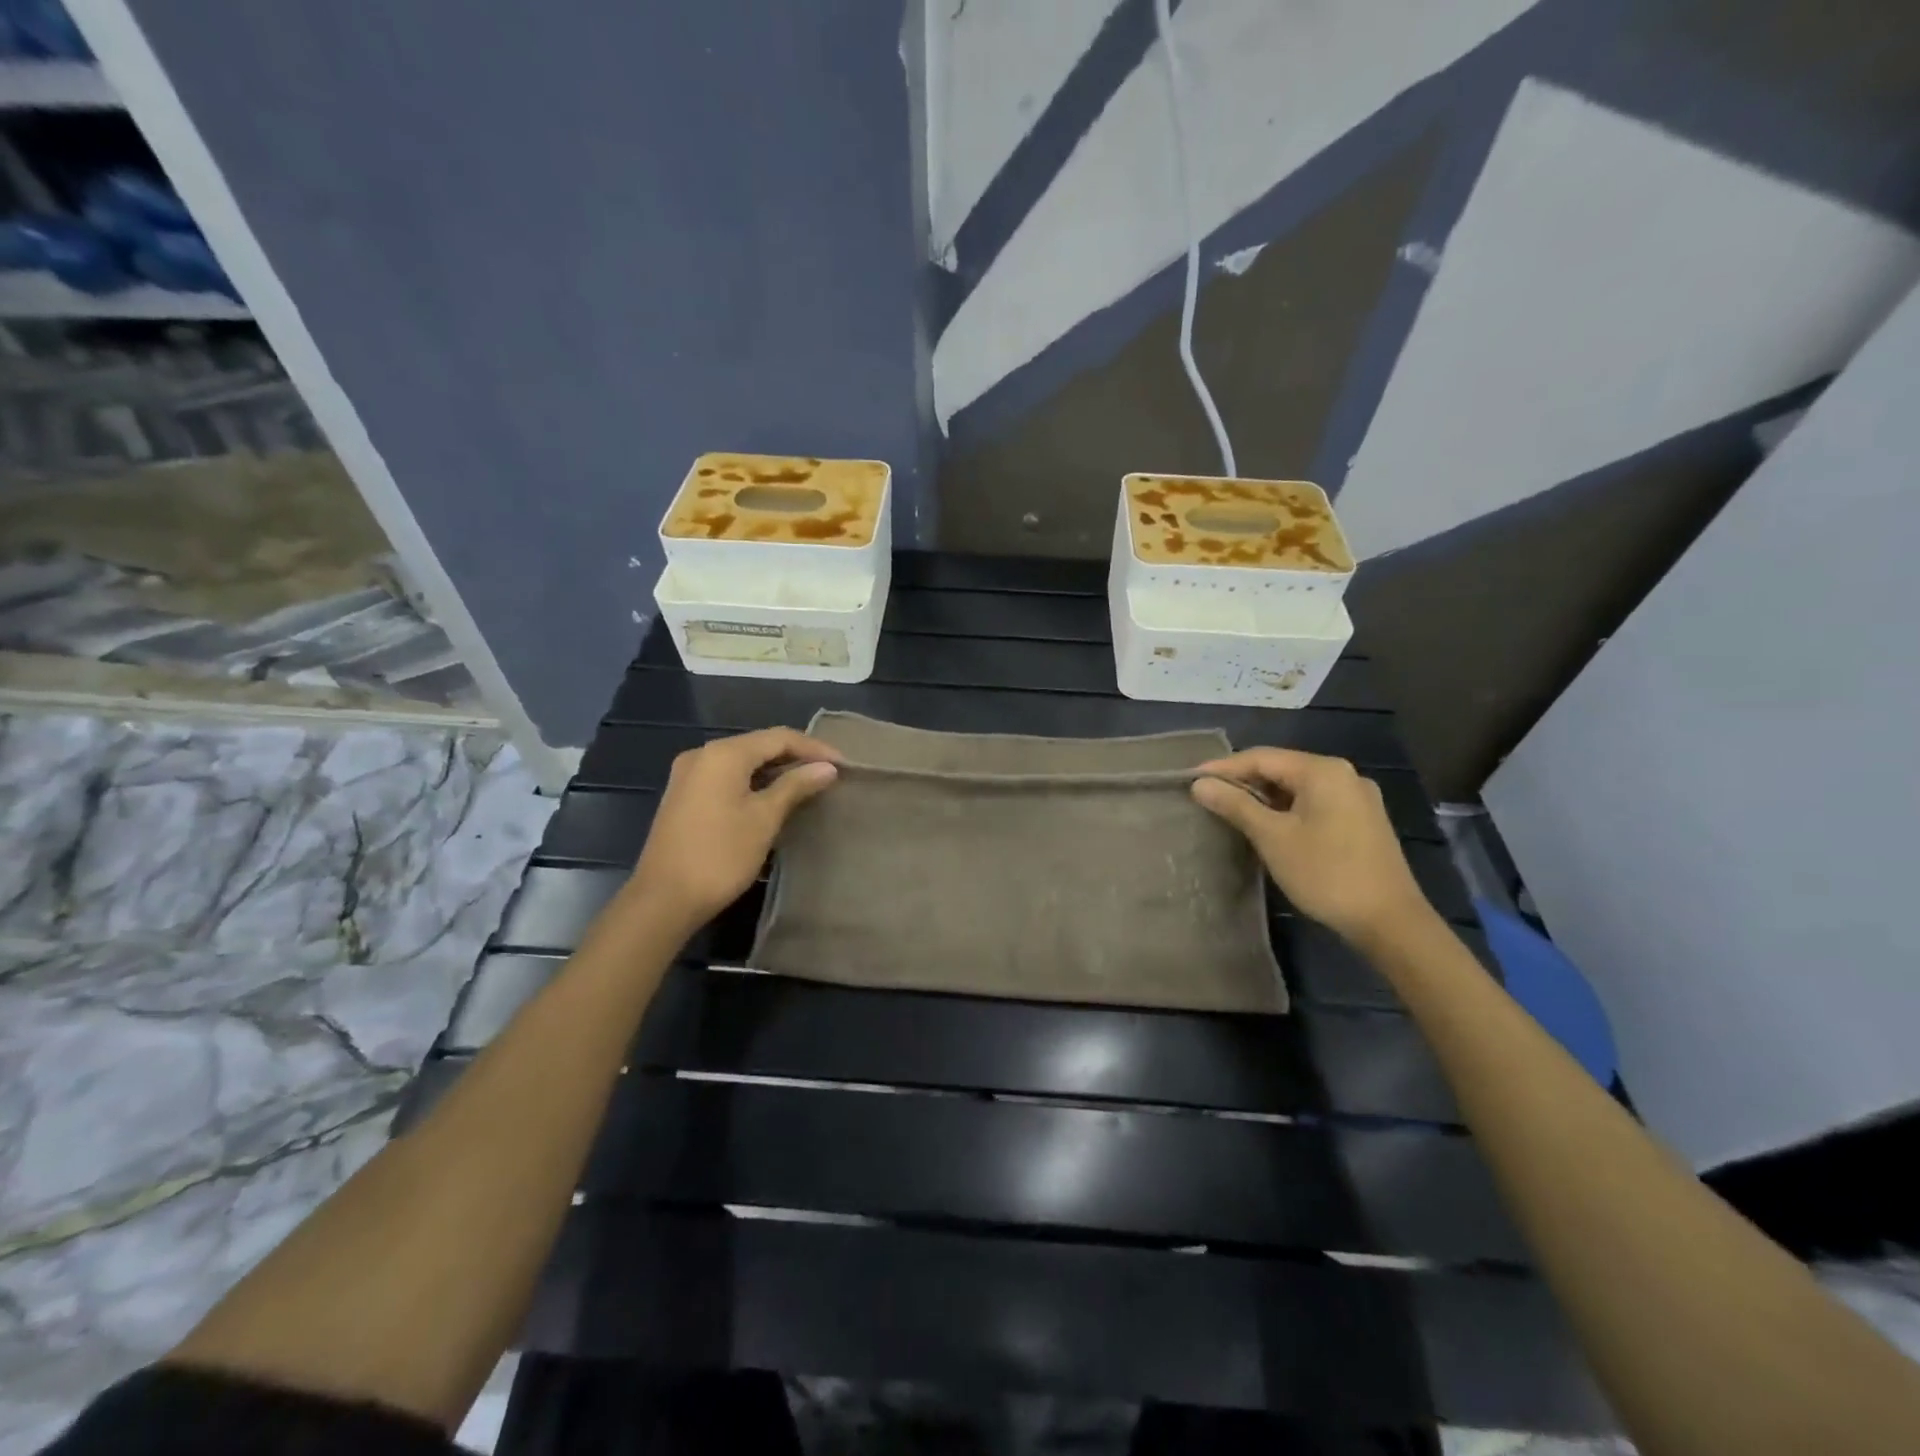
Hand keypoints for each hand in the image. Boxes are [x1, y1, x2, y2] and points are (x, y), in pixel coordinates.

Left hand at [630, 727, 840, 929]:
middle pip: (759, 745)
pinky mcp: (684, 796)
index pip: (779, 737)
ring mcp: (689, 775)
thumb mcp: (764, 818)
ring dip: (776, 770)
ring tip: (808, 785)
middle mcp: (702, 754)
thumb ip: (796, 786)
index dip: (814, 748)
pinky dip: (754, 782)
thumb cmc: (720, 855)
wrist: (663, 899)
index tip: (844, 765)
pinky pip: (727, 777)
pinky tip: (774, 797)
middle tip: (829, 774)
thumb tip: (827, 768)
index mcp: (723, 754)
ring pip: (743, 761)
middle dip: (796, 757)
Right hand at [1191, 748, 1434, 945]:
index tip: (1191, 780)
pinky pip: (1314, 803)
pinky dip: (1286, 809)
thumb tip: (1200, 784)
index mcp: (1323, 770)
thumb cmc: (1325, 873)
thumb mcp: (1272, 837)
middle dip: (1243, 781)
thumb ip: (1235, 805)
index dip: (1223, 768)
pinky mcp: (1362, 820)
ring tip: (1230, 811)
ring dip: (1264, 797)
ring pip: (1298, 787)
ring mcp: (1357, 798)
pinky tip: (1268, 826)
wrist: (1389, 921)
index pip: (1262, 757)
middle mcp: (1344, 774)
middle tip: (1208, 797)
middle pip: (1281, 768)